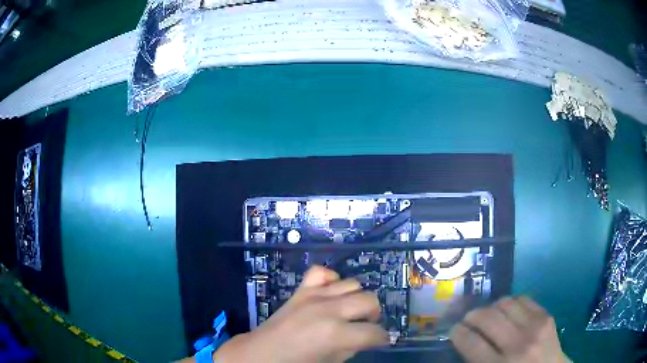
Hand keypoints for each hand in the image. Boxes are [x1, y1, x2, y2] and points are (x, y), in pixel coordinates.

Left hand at [214, 266, 387, 362]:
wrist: (261, 352)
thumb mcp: (331, 361)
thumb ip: (352, 347)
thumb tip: (365, 337)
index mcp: (335, 334)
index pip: (374, 332)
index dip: (381, 338)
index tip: (380, 341)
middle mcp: (328, 309)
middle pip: (369, 301)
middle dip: (374, 315)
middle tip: (366, 326)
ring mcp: (314, 295)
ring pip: (353, 284)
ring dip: (357, 298)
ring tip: (350, 311)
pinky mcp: (301, 289)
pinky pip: (322, 272)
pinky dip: (332, 280)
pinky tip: (331, 294)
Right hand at [451, 296, 567, 362]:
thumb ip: (476, 362)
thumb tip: (464, 341)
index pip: (470, 342)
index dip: (457, 332)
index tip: (454, 330)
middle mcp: (517, 344)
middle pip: (487, 318)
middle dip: (471, 316)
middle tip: (468, 320)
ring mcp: (535, 326)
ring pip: (504, 303)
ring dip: (491, 307)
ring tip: (489, 315)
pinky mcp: (546, 316)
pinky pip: (523, 298)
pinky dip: (511, 303)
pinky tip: (508, 312)